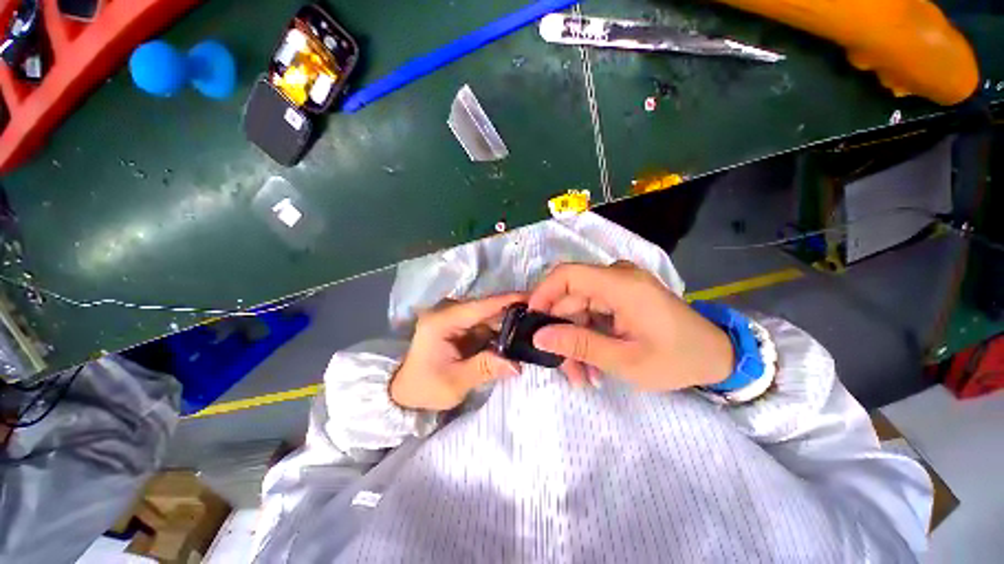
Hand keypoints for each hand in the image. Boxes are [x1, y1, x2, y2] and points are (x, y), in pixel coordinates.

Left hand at [390, 294, 523, 410]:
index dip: (507, 301)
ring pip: (487, 316)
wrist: (403, 392)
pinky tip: (514, 337)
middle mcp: (449, 313)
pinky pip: (483, 325)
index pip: (481, 306)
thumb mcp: (455, 382)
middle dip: (512, 313)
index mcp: (443, 321)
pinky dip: (498, 331)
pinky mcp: (458, 327)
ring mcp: (453, 319)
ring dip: (507, 323)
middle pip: (487, 308)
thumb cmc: (424, 387)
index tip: (533, 298)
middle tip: (539, 317)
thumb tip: (517, 365)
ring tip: (532, 327)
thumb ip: (485, 368)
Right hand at [527, 262, 733, 391]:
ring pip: (578, 309)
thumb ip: (579, 345)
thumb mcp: (625, 359)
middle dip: (561, 333)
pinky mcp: (621, 298)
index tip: (531, 322)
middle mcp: (616, 278)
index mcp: (620, 284)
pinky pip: (592, 313)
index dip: (542, 294)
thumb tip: (539, 337)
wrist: (718, 357)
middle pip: (570, 297)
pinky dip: (588, 337)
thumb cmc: (677, 359)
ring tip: (582, 376)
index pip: (566, 275)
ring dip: (575, 340)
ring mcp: (619, 287)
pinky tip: (593, 365)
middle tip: (562, 369)